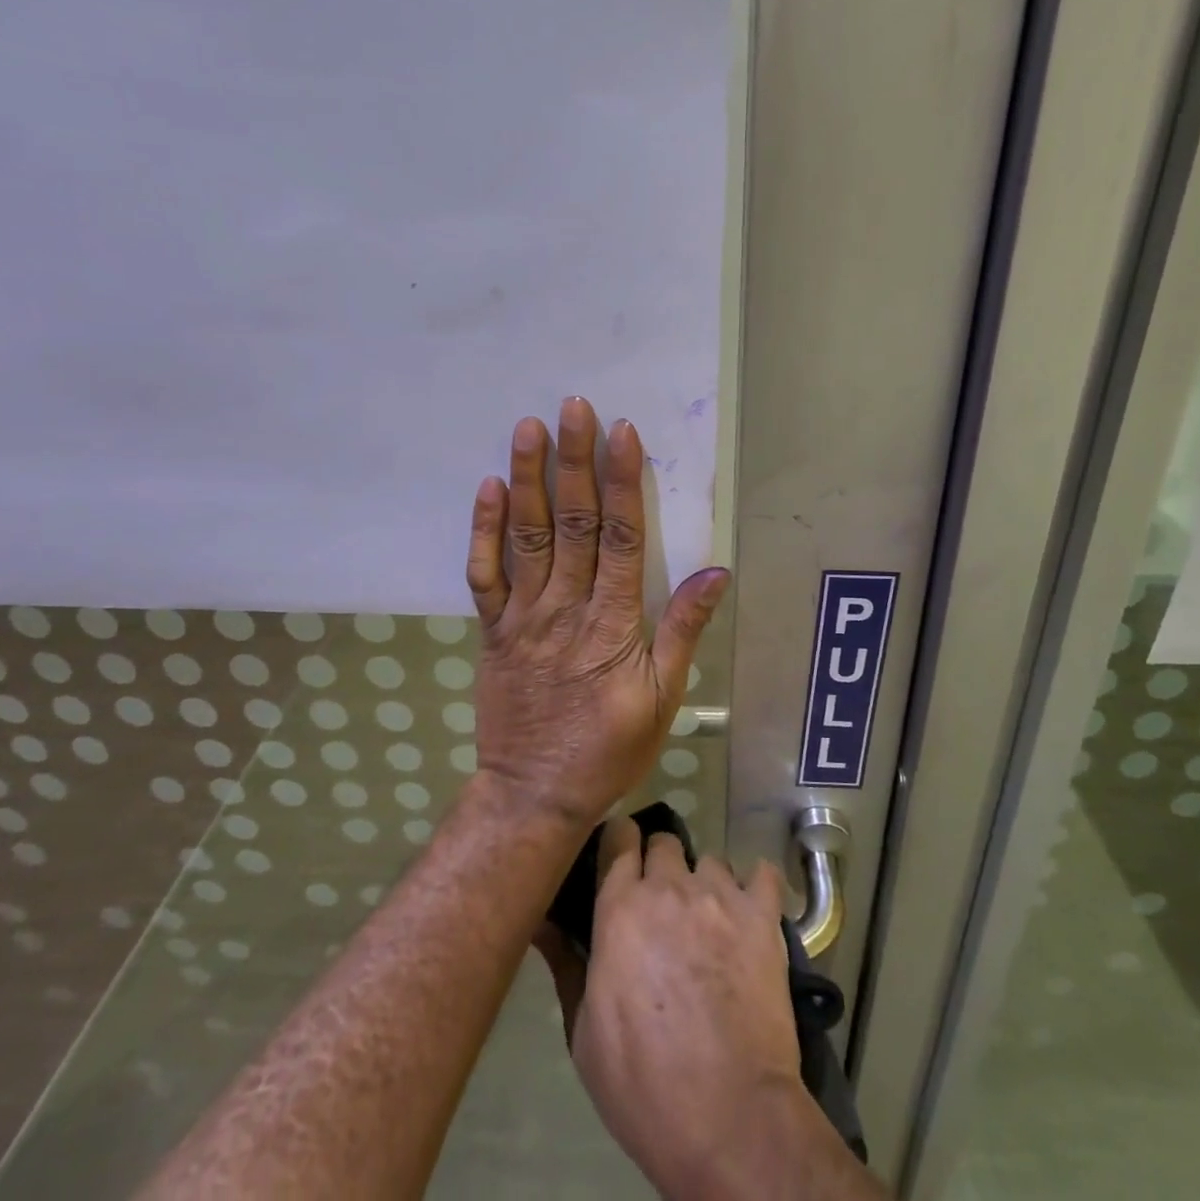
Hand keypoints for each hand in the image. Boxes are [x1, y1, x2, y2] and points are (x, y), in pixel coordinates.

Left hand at [465, 396, 728, 829]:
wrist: (533, 792)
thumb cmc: (608, 748)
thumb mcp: (663, 698)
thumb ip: (683, 630)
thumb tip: (715, 571)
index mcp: (612, 623)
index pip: (620, 538)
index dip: (622, 482)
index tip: (622, 433)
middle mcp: (565, 608)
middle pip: (573, 524)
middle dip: (575, 462)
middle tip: (573, 407)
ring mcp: (522, 616)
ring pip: (527, 538)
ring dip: (527, 480)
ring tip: (527, 428)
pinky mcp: (492, 629)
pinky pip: (485, 575)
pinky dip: (484, 531)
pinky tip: (489, 488)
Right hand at [539, 820, 803, 1197]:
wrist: (729, 1117)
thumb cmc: (643, 1083)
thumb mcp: (583, 1032)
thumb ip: (567, 964)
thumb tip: (540, 922)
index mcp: (621, 908)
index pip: (619, 839)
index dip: (620, 843)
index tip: (620, 857)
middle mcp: (669, 887)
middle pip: (664, 843)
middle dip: (661, 865)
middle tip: (663, 904)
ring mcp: (720, 896)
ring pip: (711, 860)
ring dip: (705, 883)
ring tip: (709, 920)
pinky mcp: (763, 916)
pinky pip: (764, 874)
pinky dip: (757, 886)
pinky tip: (753, 910)